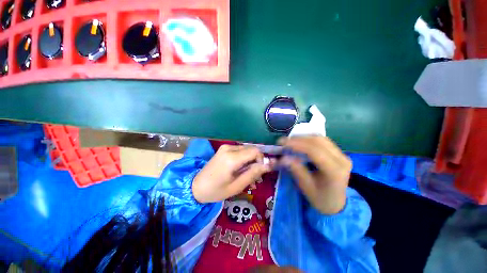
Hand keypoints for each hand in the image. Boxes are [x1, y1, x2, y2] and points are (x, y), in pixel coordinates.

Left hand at [192, 145, 272, 202]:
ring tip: (247, 173)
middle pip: (251, 149)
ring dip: (250, 160)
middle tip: (255, 175)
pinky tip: (240, 168)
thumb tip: (267, 165)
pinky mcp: (224, 148)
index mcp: (232, 158)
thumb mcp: (237, 186)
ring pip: (247, 149)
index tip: (260, 172)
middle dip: (256, 161)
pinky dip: (244, 158)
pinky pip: (240, 150)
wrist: (196, 186)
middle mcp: (229, 148)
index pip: (255, 151)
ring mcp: (226, 147)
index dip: (262, 160)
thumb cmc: (216, 190)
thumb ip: (253, 174)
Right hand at [279, 136, 350, 214]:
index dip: (297, 144)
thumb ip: (296, 170)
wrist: (336, 203)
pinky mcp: (339, 153)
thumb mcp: (306, 187)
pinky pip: (323, 141)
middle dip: (298, 139)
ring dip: (303, 137)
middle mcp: (342, 159)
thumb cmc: (320, 199)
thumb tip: (283, 158)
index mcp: (335, 171)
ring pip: (321, 138)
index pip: (315, 151)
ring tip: (290, 141)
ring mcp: (342, 155)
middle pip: (318, 141)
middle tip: (284, 141)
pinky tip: (300, 142)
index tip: (282, 143)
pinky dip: (309, 139)